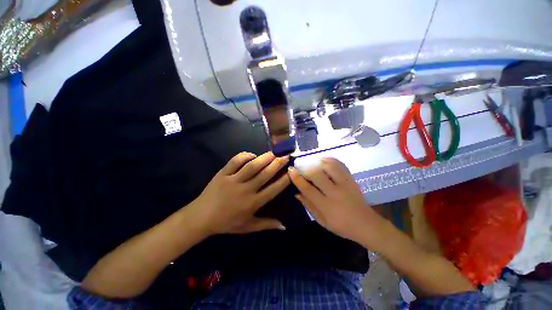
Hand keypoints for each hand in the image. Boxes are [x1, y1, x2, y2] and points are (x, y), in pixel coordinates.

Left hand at [188, 152, 289, 235]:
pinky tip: (252, 155)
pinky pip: (235, 161)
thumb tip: (284, 225)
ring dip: (264, 158)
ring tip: (273, 152)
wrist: (201, 217)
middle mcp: (245, 190)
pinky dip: (244, 156)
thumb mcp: (247, 227)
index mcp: (252, 203)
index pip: (273, 190)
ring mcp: (233, 180)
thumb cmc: (226, 223)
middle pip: (264, 174)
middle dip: (277, 164)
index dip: (283, 180)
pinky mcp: (222, 174)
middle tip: (285, 156)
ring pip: (251, 166)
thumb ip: (266, 225)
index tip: (291, 172)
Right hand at [288, 158, 382, 245]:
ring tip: (311, 162)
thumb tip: (297, 193)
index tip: (290, 170)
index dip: (297, 178)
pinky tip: (323, 160)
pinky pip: (340, 165)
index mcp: (326, 206)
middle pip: (317, 174)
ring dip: (318, 162)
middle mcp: (335, 192)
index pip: (307, 188)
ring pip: (329, 167)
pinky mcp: (351, 180)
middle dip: (305, 168)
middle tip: (300, 166)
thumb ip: (309, 206)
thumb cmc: (342, 226)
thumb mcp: (322, 221)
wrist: (367, 225)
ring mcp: (345, 184)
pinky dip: (331, 160)